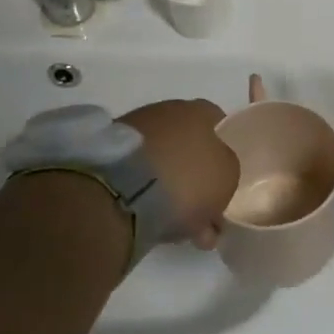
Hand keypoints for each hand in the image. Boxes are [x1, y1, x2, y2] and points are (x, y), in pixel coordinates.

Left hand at [119, 100, 238, 248]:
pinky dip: (145, 192)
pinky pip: (136, 175)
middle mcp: (164, 112)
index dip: (223, 146)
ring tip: (176, 222)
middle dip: (194, 170)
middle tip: (202, 205)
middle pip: (187, 141)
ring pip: (161, 160)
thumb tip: (215, 175)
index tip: (224, 172)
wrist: (121, 192)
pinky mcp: (105, 156)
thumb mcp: (228, 177)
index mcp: (197, 110)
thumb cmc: (187, 177)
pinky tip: (152, 218)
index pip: (217, 119)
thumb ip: (226, 171)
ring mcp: (131, 132)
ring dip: (170, 184)